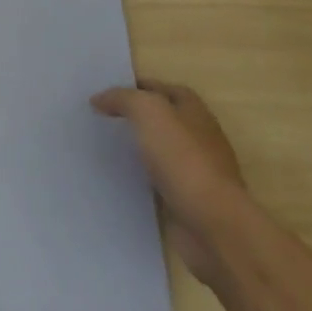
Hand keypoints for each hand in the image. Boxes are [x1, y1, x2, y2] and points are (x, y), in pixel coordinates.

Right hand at [93, 79, 244, 286]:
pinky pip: (156, 182)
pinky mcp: (186, 200)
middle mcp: (198, 137)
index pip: (164, 89)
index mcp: (194, 111)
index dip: (137, 87)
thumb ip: (123, 99)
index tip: (106, 93)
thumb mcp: (149, 112)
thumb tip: (99, 99)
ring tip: (101, 148)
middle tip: (99, 119)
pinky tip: (116, 179)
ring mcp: (194, 171)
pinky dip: (138, 178)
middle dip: (134, 118)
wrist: (212, 223)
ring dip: (135, 149)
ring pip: (158, 151)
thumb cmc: (183, 158)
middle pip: (162, 120)